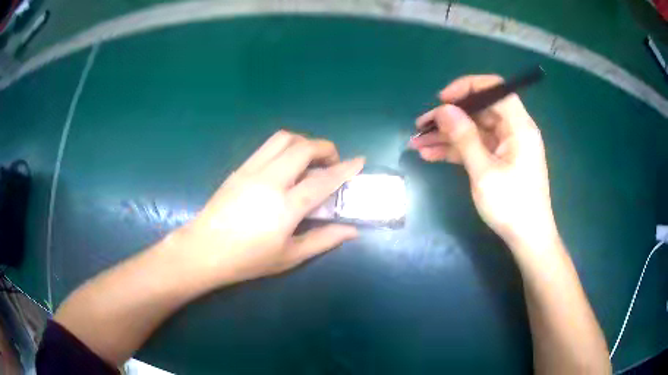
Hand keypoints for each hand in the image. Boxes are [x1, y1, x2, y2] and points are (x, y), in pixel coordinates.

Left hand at [175, 130, 364, 286]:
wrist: (204, 249)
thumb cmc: (248, 259)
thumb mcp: (290, 256)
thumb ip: (323, 240)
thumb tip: (352, 231)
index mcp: (285, 207)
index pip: (323, 180)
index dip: (345, 168)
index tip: (359, 161)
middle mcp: (270, 181)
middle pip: (303, 148)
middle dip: (325, 148)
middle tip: (332, 162)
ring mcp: (252, 170)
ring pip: (283, 139)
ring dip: (303, 142)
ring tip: (309, 159)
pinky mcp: (239, 168)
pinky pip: (267, 146)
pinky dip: (284, 146)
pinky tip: (285, 164)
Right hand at [409, 75, 556, 248]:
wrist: (527, 239)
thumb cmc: (512, 206)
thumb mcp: (484, 172)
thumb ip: (464, 137)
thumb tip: (443, 109)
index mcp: (519, 126)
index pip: (495, 89)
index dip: (468, 88)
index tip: (442, 100)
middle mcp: (513, 131)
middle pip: (479, 111)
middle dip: (449, 117)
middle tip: (420, 126)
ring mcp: (505, 146)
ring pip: (473, 130)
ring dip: (446, 136)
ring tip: (417, 143)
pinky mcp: (498, 160)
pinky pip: (474, 147)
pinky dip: (455, 150)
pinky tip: (430, 154)